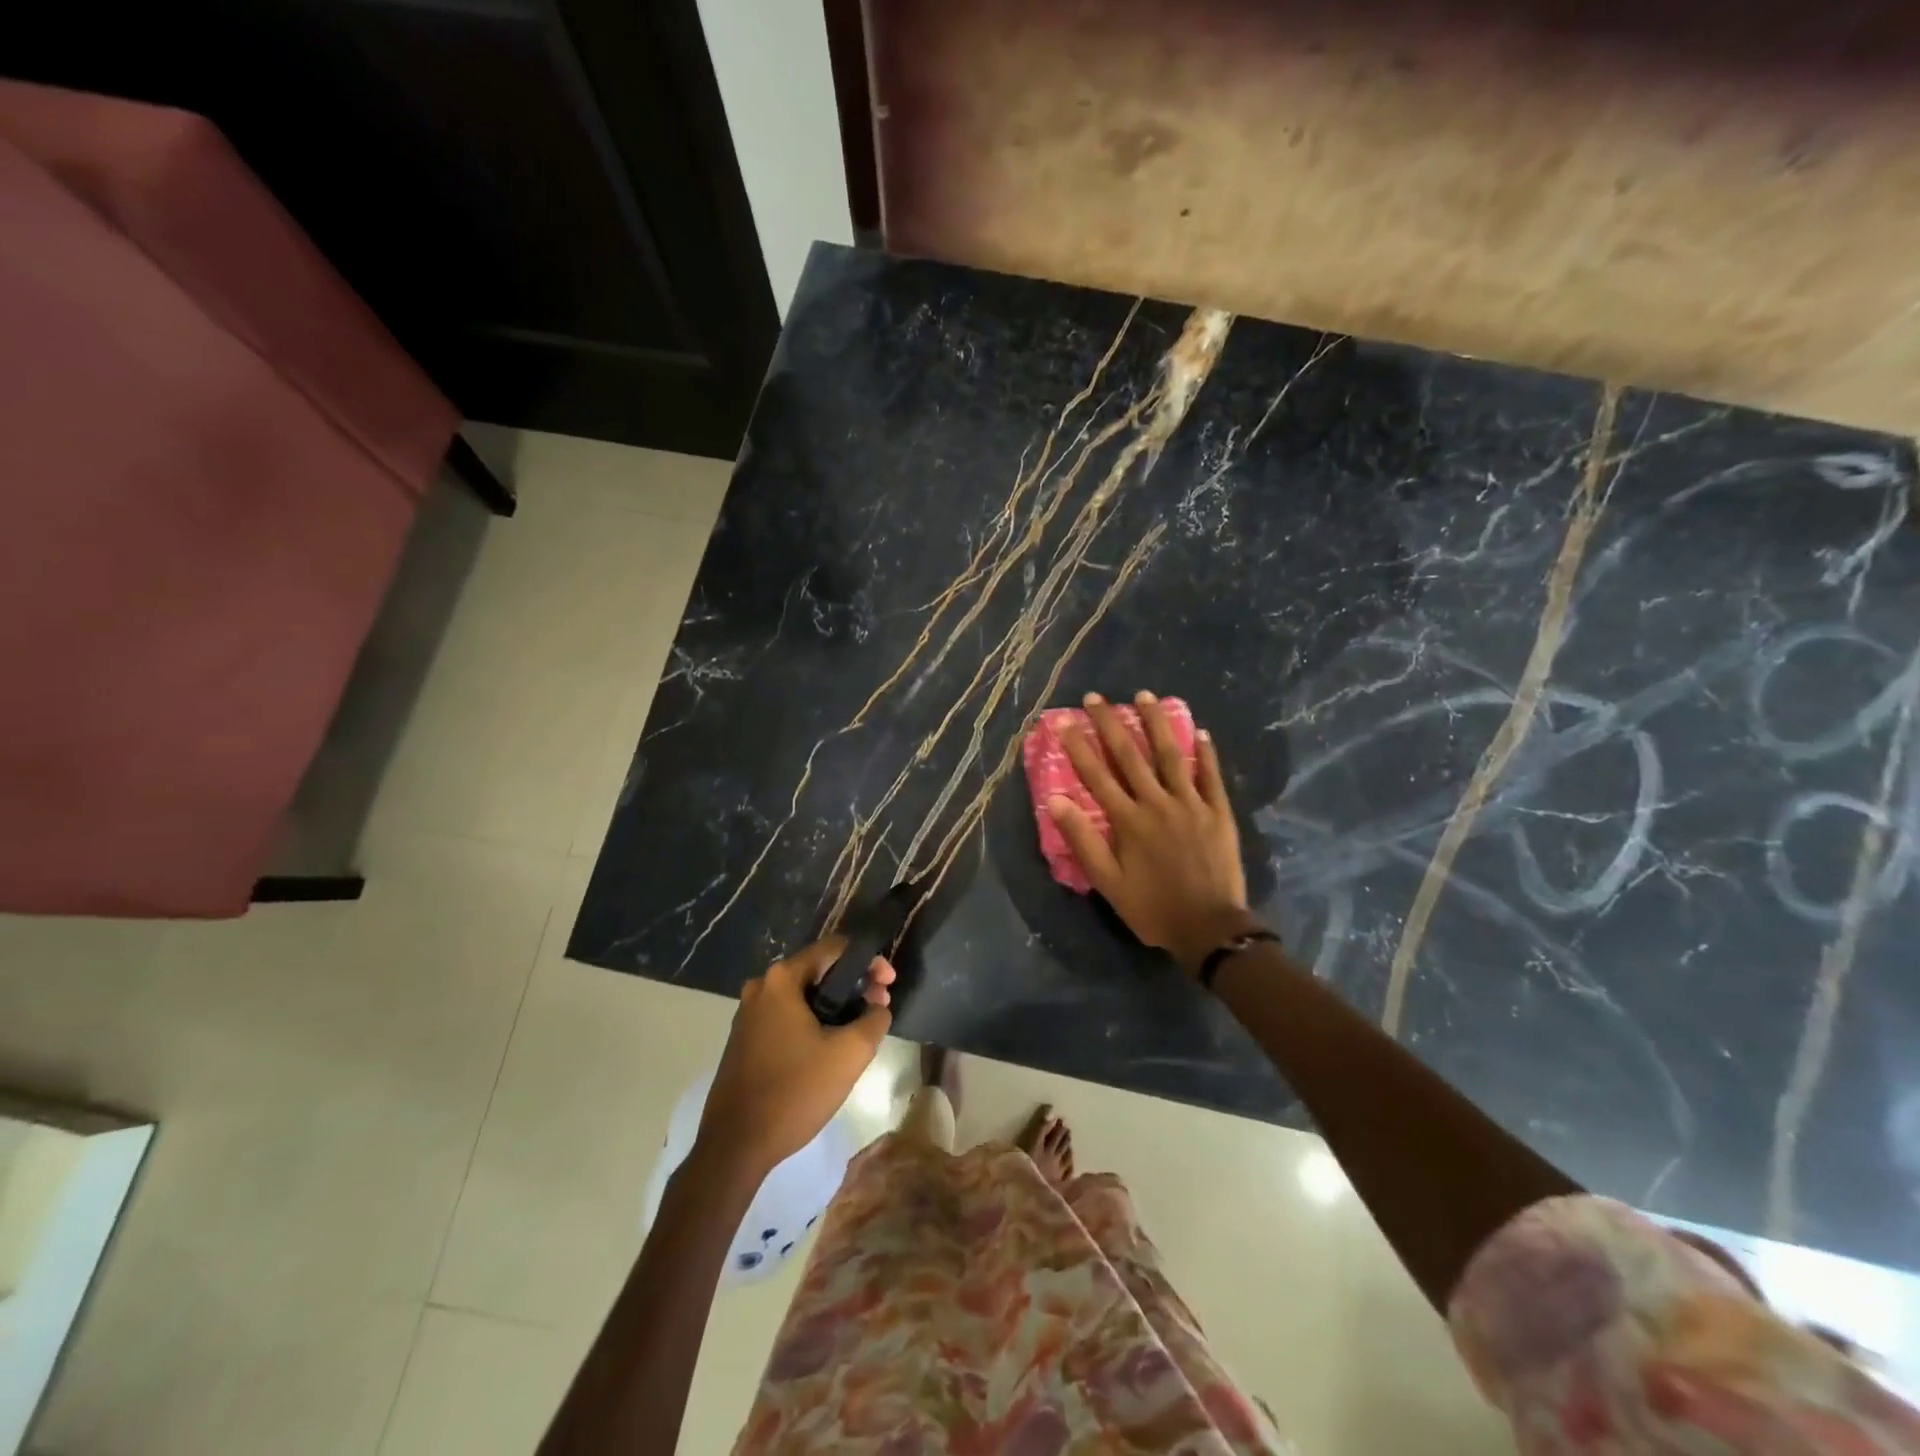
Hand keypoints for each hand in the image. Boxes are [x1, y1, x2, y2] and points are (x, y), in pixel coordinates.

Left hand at [698, 938, 894, 1177]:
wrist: (735, 1146)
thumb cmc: (795, 1091)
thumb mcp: (849, 1054)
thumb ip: (874, 1019)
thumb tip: (878, 1007)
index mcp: (782, 979)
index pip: (835, 949)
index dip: (869, 961)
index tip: (889, 985)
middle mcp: (761, 986)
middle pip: (819, 970)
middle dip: (854, 984)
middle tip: (879, 1007)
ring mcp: (749, 1013)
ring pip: (803, 995)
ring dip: (835, 1005)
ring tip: (860, 1029)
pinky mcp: (745, 1038)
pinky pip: (787, 1016)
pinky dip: (813, 1021)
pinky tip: (830, 1046)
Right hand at [1049, 691, 1258, 973]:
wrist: (1210, 928)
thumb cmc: (1152, 907)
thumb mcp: (1108, 882)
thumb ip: (1083, 839)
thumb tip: (1057, 801)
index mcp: (1128, 820)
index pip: (1097, 775)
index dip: (1078, 746)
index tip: (1063, 721)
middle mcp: (1157, 803)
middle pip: (1130, 756)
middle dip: (1111, 724)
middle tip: (1096, 697)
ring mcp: (1191, 804)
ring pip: (1171, 755)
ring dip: (1156, 723)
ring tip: (1145, 696)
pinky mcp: (1219, 813)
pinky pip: (1211, 776)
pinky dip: (1205, 753)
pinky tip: (1200, 732)